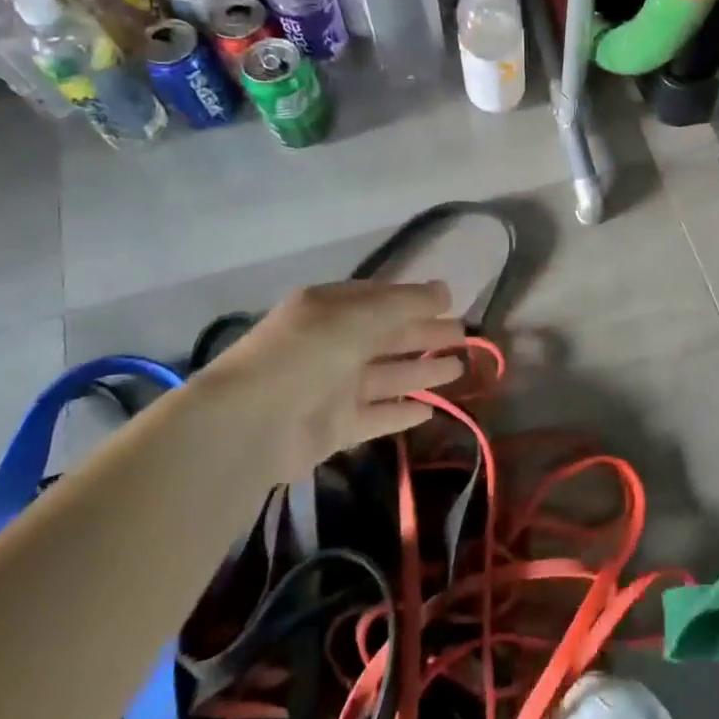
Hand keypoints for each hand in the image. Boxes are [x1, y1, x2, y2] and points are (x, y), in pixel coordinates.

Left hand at [192, 280, 467, 475]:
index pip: (379, 299)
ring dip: (422, 371)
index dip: (415, 300)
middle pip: (387, 337)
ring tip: (459, 369)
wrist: (254, 422)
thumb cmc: (310, 352)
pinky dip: (401, 412)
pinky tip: (431, 410)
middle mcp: (331, 345)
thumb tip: (446, 290)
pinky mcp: (334, 427)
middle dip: (425, 335)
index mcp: (330, 309)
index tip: (451, 303)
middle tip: (464, 337)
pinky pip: (376, 416)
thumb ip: (407, 303)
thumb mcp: (362, 314)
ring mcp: (332, 388)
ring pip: (386, 376)